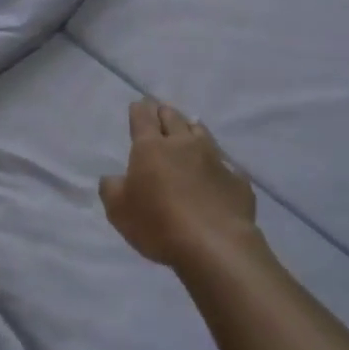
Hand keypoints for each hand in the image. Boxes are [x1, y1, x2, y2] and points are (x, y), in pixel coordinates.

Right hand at [100, 99, 257, 269]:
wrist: (216, 245)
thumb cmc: (158, 224)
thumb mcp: (119, 211)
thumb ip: (111, 189)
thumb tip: (113, 178)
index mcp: (151, 148)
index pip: (143, 119)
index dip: (139, 110)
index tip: (138, 104)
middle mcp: (184, 145)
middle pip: (174, 119)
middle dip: (165, 112)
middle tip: (161, 111)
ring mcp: (214, 160)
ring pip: (202, 134)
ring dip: (192, 129)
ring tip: (189, 129)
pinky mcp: (237, 180)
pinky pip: (224, 164)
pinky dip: (216, 163)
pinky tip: (216, 171)